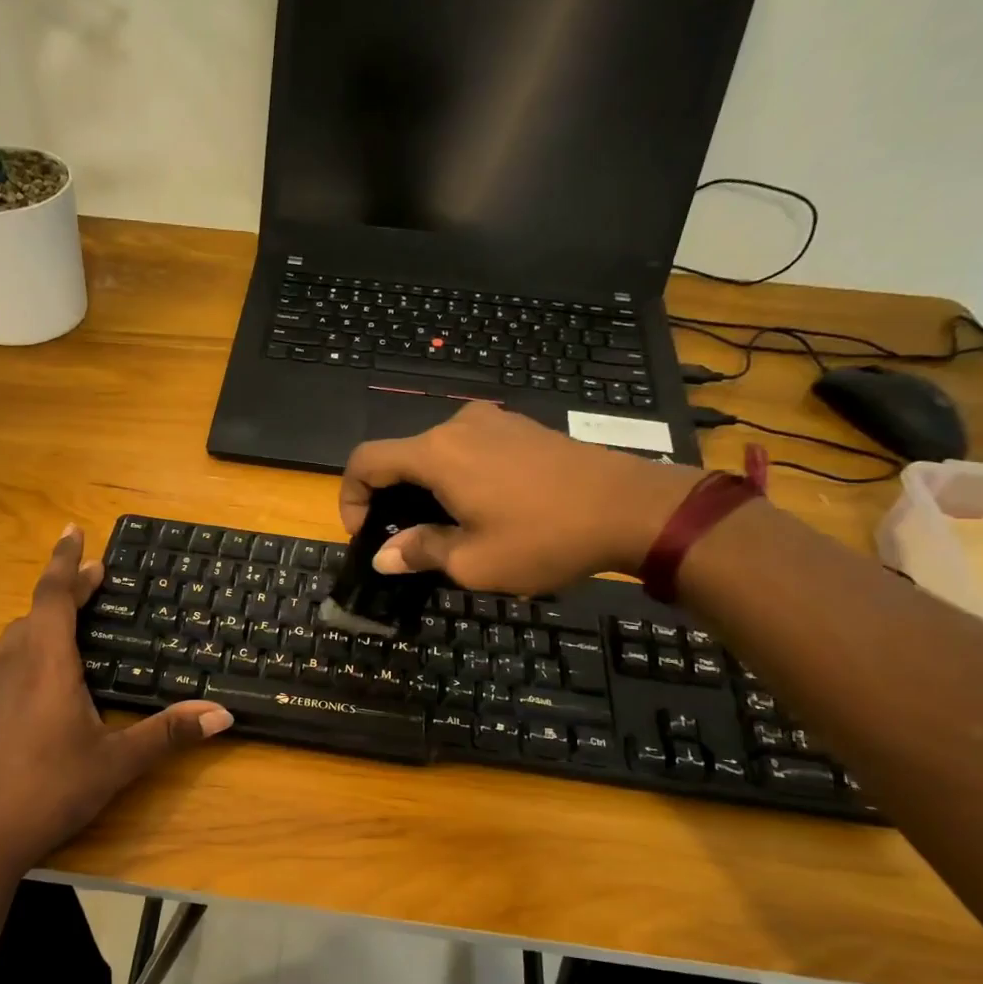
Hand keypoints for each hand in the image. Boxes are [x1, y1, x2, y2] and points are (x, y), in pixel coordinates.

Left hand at [0, 526, 232, 880]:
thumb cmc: (52, 791)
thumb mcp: (118, 763)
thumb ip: (170, 734)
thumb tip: (223, 715)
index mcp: (48, 663)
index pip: (54, 594)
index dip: (66, 560)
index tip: (74, 531)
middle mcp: (11, 662)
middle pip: (36, 609)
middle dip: (65, 591)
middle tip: (92, 583)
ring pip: (10, 635)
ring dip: (36, 621)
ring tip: (60, 628)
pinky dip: (1, 653)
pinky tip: (9, 669)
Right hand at [339, 402, 700, 592]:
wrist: (632, 508)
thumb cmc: (544, 538)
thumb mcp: (474, 561)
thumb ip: (420, 552)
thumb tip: (384, 556)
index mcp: (437, 453)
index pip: (366, 461)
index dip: (350, 497)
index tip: (366, 534)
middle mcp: (457, 425)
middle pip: (400, 456)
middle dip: (390, 498)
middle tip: (405, 541)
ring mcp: (493, 421)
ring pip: (435, 452)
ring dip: (424, 488)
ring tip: (444, 529)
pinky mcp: (520, 427)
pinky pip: (468, 448)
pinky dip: (455, 476)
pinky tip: (481, 508)